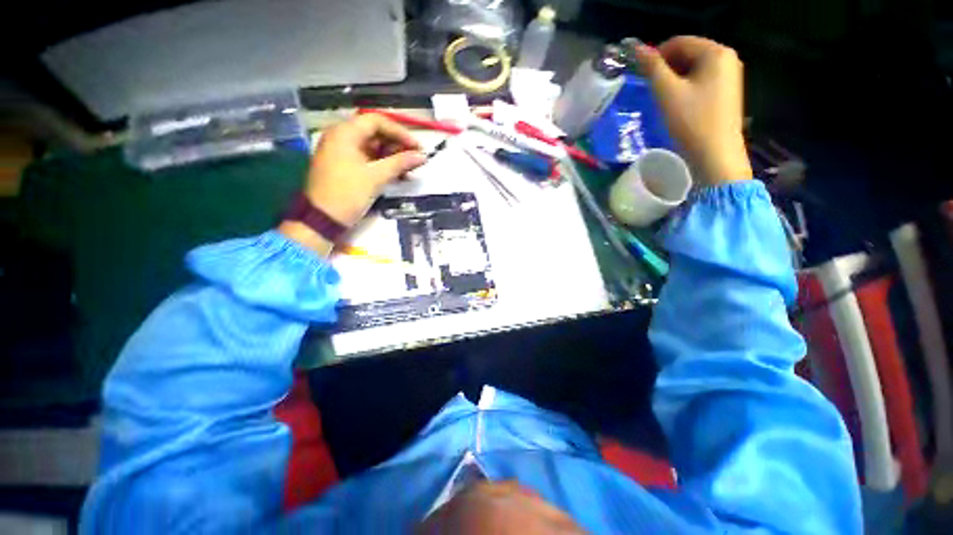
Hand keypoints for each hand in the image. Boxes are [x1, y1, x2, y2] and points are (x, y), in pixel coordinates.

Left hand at [279, 113, 426, 254]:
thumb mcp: (376, 177)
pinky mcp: (344, 166)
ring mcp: (341, 152)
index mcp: (344, 133)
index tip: (416, 147)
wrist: (322, 219)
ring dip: (392, 156)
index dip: (399, 132)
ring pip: (372, 147)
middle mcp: (341, 137)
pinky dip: (382, 164)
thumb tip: (422, 156)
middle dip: (397, 145)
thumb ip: (400, 163)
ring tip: (409, 169)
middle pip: (374, 133)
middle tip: (415, 158)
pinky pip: (367, 159)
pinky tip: (398, 175)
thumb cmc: (348, 194)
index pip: (376, 121)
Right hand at [632, 36, 751, 185]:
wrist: (715, 154)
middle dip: (666, 68)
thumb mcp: (667, 93)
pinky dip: (686, 88)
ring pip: (694, 68)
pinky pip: (702, 81)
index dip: (656, 55)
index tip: (640, 76)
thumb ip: (652, 68)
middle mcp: (727, 58)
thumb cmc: (691, 121)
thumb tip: (636, 48)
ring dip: (674, 79)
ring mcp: (730, 75)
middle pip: (688, 53)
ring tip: (661, 99)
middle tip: (649, 89)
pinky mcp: (727, 92)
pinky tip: (677, 105)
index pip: (679, 42)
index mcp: (716, 52)